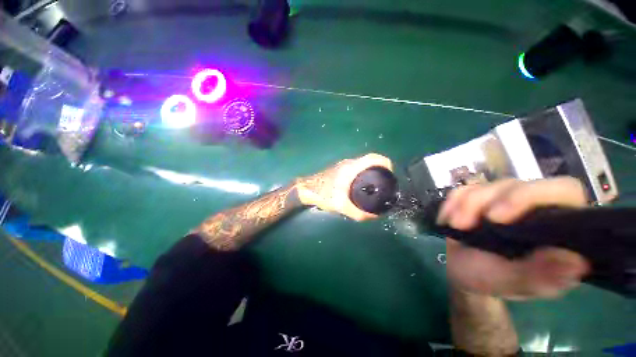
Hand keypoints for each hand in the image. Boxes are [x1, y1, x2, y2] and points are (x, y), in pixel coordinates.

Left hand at [295, 153, 392, 220]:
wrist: (306, 189)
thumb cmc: (323, 194)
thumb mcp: (341, 206)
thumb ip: (358, 213)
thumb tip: (374, 217)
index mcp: (351, 168)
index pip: (373, 158)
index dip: (385, 163)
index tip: (391, 173)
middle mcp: (349, 163)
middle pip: (369, 160)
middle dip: (380, 168)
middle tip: (385, 181)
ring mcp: (343, 165)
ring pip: (362, 164)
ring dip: (371, 170)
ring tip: (376, 184)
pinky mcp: (340, 168)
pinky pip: (357, 167)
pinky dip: (364, 173)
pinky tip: (363, 185)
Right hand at [440, 177, 590, 298]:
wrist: (464, 270)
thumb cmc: (493, 280)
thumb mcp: (515, 284)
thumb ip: (542, 276)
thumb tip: (575, 261)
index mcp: (557, 225)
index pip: (563, 190)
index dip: (532, 196)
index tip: (497, 219)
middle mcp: (533, 206)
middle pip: (516, 184)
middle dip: (485, 201)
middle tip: (463, 223)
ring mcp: (503, 199)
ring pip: (486, 186)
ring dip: (464, 205)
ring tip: (455, 226)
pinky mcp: (478, 198)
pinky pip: (463, 190)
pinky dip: (451, 203)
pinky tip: (447, 219)